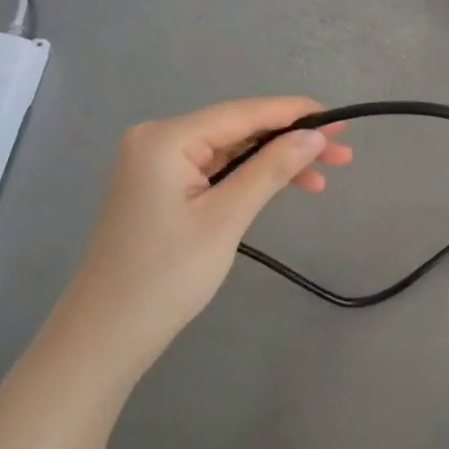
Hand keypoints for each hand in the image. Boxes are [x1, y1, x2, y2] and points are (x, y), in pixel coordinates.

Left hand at [57, 98, 351, 366]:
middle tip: (342, 153)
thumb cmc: (166, 276)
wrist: (105, 336)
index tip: (339, 120)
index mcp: (166, 138)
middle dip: (290, 140)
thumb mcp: (226, 219)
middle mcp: (158, 139)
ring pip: (230, 150)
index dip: (294, 113)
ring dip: (275, 160)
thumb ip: (271, 169)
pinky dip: (250, 177)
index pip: (242, 113)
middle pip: (238, 128)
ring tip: (324, 176)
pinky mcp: (161, 188)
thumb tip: (315, 134)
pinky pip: (215, 170)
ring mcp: (157, 164)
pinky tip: (284, 186)